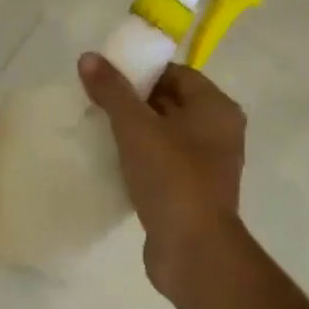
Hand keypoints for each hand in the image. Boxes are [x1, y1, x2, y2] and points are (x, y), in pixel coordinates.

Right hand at [77, 54, 247, 295]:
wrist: (193, 250)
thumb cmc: (172, 178)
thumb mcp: (136, 128)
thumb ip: (113, 91)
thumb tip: (89, 57)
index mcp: (217, 109)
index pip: (178, 74)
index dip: (142, 72)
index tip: (107, 78)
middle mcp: (219, 133)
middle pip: (171, 104)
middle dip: (133, 103)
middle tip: (96, 103)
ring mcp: (207, 166)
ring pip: (165, 137)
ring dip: (134, 134)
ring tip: (98, 131)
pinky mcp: (192, 194)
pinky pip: (163, 165)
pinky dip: (139, 161)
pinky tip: (111, 164)